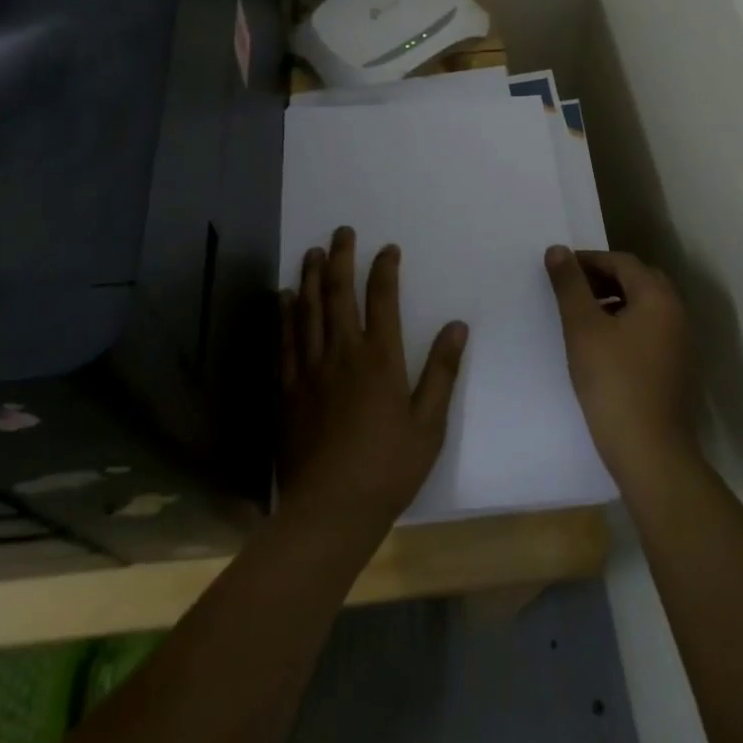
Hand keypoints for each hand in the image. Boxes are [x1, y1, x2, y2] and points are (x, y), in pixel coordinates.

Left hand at [279, 228, 468, 533]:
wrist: (330, 510)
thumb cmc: (388, 469)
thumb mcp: (429, 425)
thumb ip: (441, 372)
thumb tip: (457, 326)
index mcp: (380, 359)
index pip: (382, 299)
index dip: (384, 268)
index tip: (387, 248)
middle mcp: (342, 353)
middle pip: (338, 293)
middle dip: (340, 258)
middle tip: (341, 232)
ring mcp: (310, 369)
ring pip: (307, 310)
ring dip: (310, 277)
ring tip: (312, 252)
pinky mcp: (287, 389)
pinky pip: (284, 341)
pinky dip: (285, 314)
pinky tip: (284, 298)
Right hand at [546, 247, 694, 485]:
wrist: (650, 452)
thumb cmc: (613, 382)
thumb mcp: (582, 328)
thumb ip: (569, 285)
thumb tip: (558, 250)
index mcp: (658, 298)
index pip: (622, 261)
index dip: (588, 260)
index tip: (559, 270)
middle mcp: (676, 313)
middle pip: (638, 280)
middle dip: (603, 278)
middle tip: (571, 289)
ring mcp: (680, 343)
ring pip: (644, 306)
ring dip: (614, 300)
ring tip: (582, 316)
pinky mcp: (676, 368)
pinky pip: (649, 329)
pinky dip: (625, 323)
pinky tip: (602, 345)